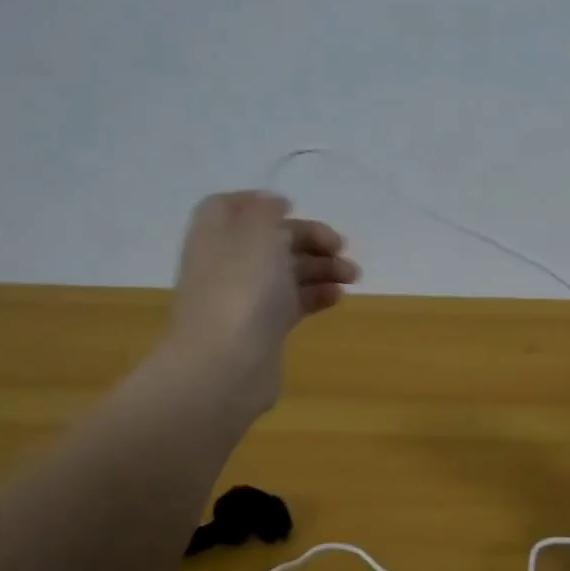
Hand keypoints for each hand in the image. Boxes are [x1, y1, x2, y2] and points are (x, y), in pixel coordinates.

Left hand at [167, 191, 357, 417]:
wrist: (225, 366)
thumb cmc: (241, 289)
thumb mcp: (256, 232)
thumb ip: (266, 210)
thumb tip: (274, 204)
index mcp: (216, 234)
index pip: (230, 207)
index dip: (260, 203)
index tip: (293, 207)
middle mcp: (227, 263)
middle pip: (270, 240)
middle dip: (308, 238)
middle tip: (341, 245)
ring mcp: (245, 298)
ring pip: (287, 272)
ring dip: (321, 267)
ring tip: (353, 275)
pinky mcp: (263, 328)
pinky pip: (293, 303)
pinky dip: (316, 295)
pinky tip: (338, 296)